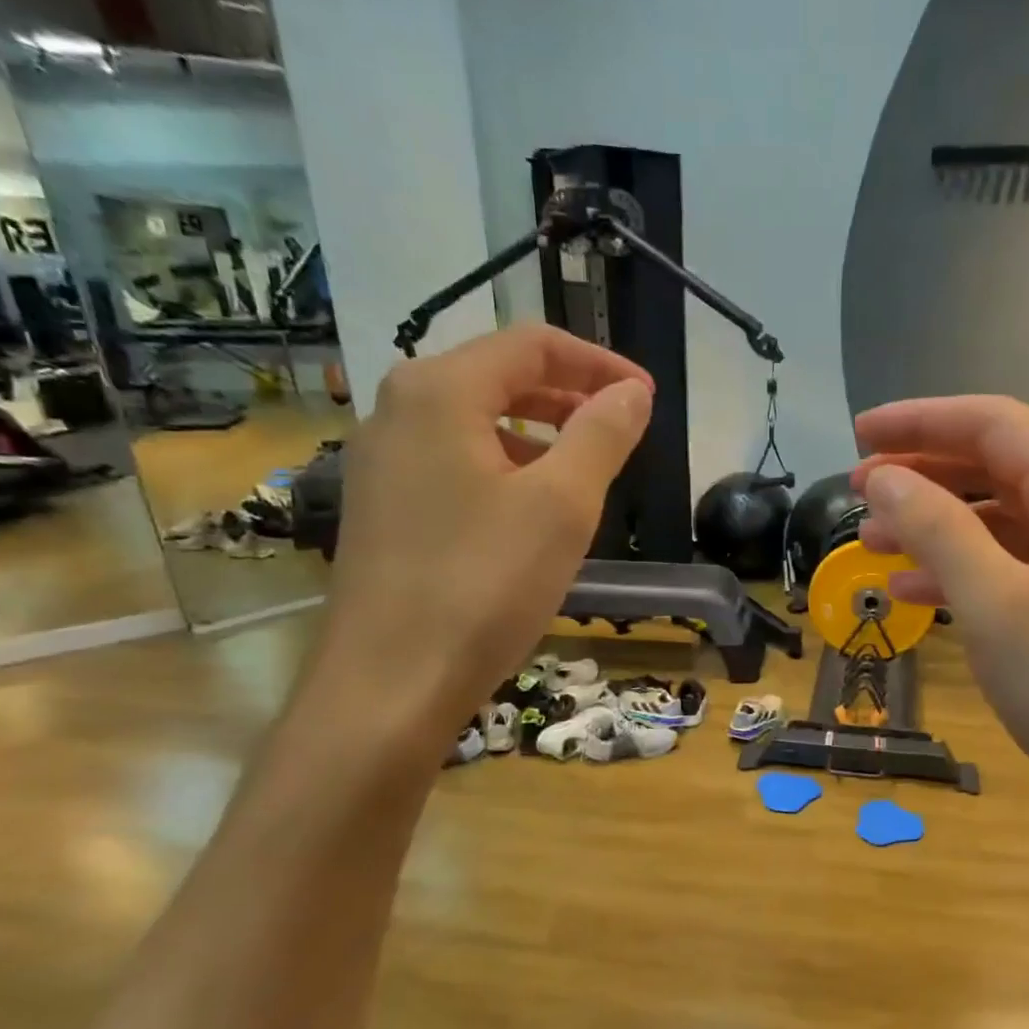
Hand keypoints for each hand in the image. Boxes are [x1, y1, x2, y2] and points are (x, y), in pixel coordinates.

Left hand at [314, 326, 651, 746]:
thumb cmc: (483, 585)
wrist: (390, 684)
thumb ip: (601, 436)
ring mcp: (381, 463)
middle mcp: (397, 411)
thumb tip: (631, 393)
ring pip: (474, 425)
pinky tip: (530, 514)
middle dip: (568, 397)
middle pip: (497, 378)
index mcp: (439, 391)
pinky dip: (503, 470)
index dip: (598, 363)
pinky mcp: (381, 509)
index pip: (530, 344)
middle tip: (622, 429)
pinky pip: (453, 465)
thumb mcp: (561, 506)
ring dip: (537, 436)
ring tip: (584, 473)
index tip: (647, 397)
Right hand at [852, 395, 1028, 829]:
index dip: (919, 422)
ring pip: (1003, 520)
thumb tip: (882, 476)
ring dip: (937, 526)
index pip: (993, 424)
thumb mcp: (995, 604)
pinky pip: (1018, 566)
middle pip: (998, 466)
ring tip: (872, 544)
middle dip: (923, 474)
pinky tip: (914, 593)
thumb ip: (936, 528)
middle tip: (857, 491)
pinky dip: (965, 571)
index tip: (858, 433)